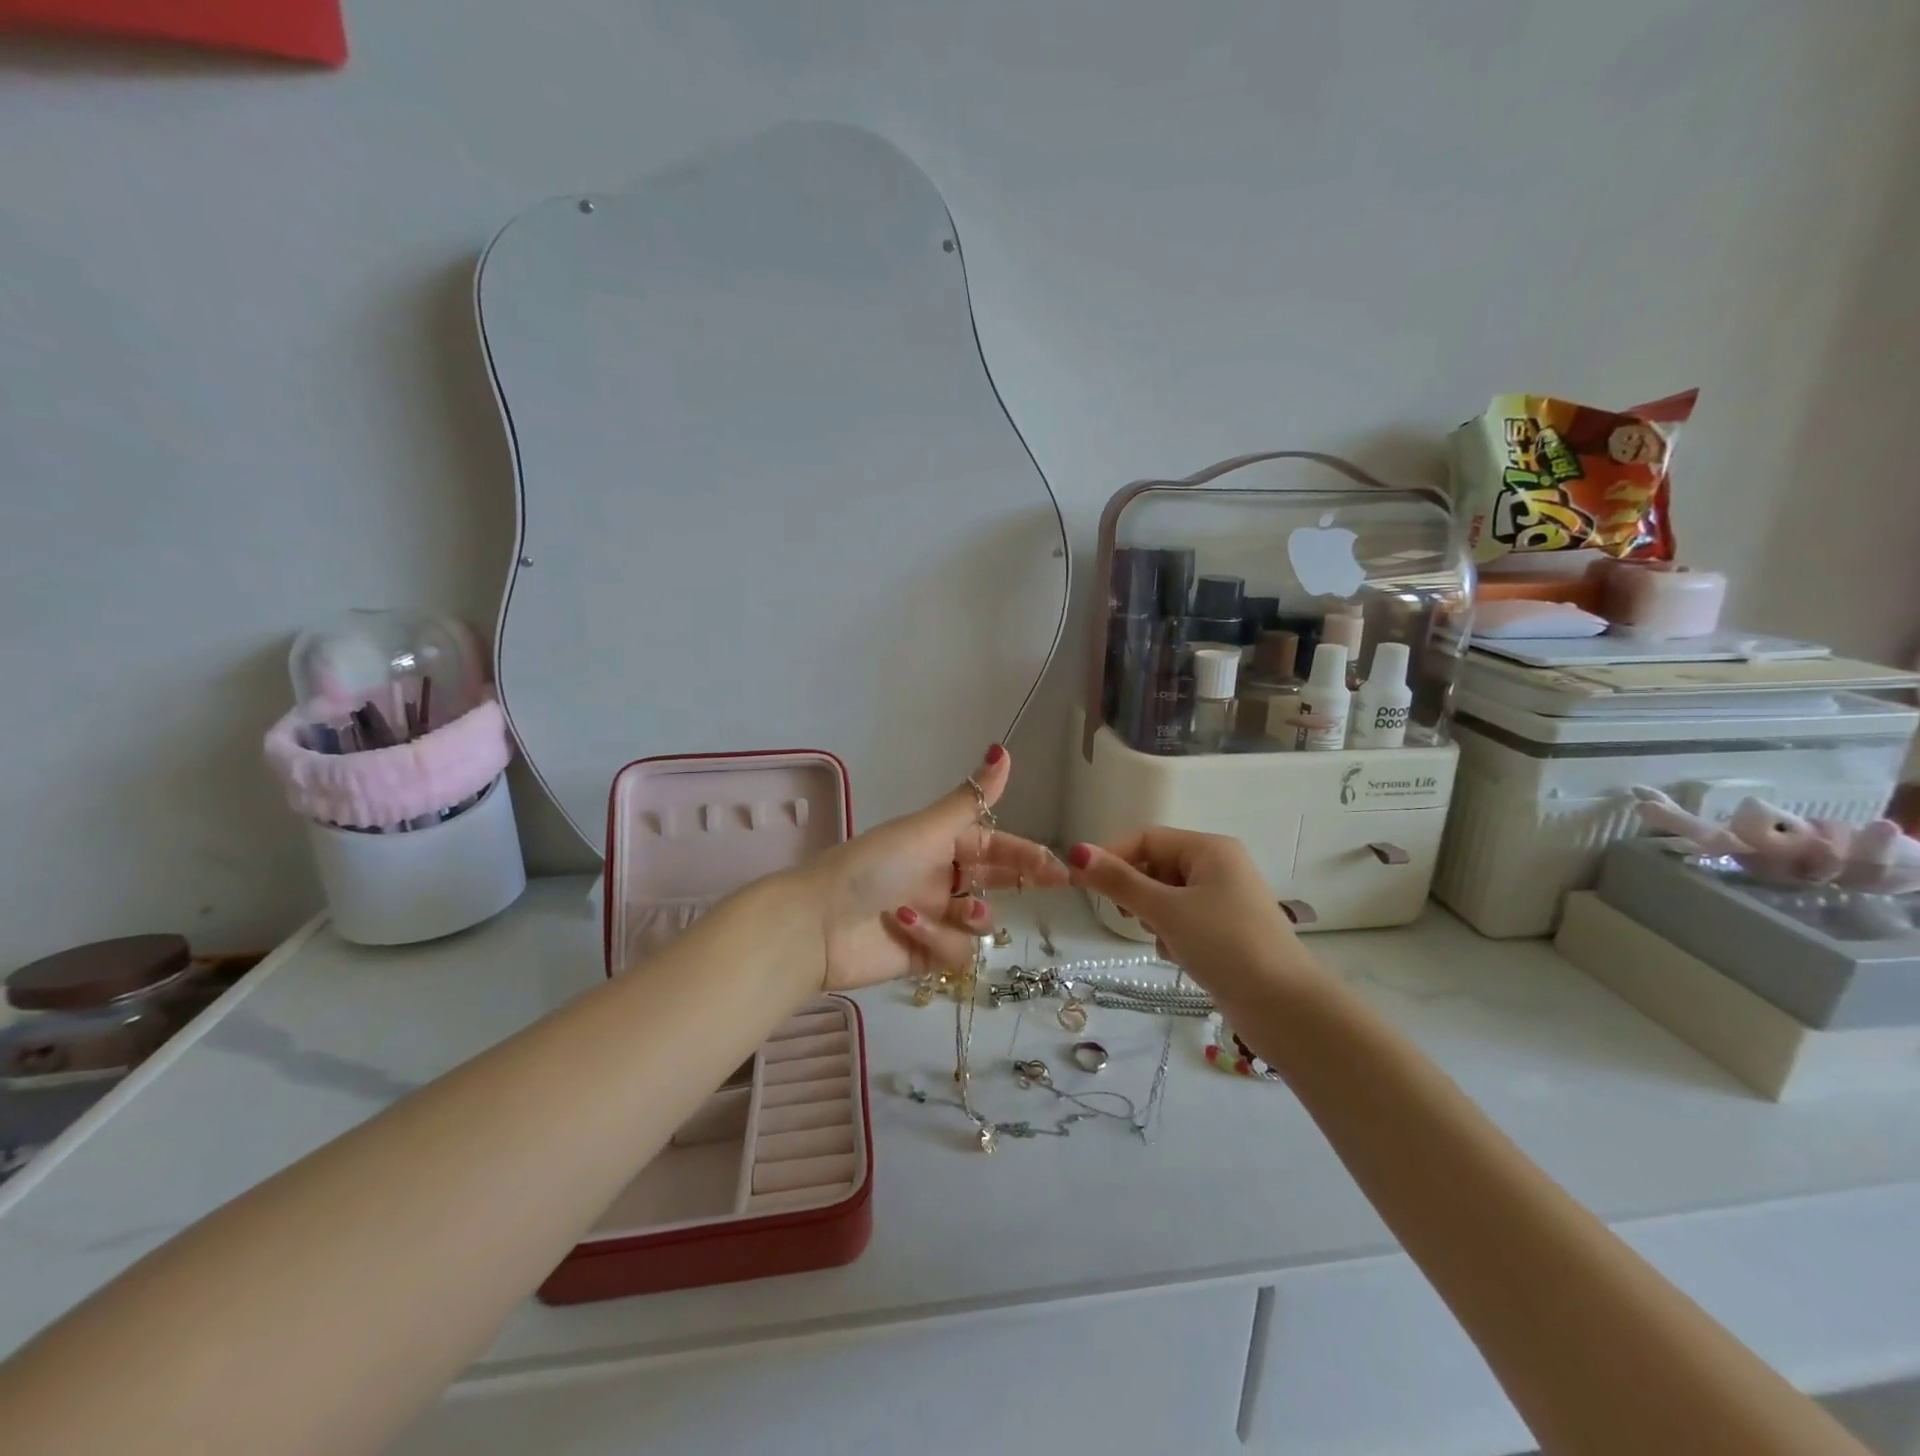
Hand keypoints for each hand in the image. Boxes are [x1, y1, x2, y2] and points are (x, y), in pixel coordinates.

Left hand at [796, 746, 1068, 992]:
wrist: (816, 922)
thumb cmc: (872, 866)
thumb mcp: (925, 829)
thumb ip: (971, 799)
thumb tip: (1003, 748)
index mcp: (941, 844)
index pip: (995, 845)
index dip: (1026, 854)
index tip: (1059, 866)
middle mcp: (941, 878)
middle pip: (994, 881)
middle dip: (1019, 881)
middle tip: (1053, 884)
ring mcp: (933, 917)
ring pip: (979, 922)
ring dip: (972, 916)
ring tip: (961, 911)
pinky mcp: (922, 955)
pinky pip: (953, 951)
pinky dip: (935, 939)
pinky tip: (908, 927)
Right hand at [1064, 828, 1305, 996]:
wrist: (1284, 1008)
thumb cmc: (1225, 945)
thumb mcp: (1165, 910)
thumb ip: (1119, 881)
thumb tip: (1076, 852)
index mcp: (1209, 849)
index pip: (1146, 839)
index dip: (1112, 857)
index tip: (1083, 884)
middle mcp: (1219, 867)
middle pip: (1156, 867)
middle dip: (1138, 893)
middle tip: (1132, 918)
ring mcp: (1224, 901)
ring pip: (1166, 897)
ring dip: (1155, 919)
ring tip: (1166, 942)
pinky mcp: (1226, 931)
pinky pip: (1183, 921)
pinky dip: (1173, 936)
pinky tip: (1181, 957)